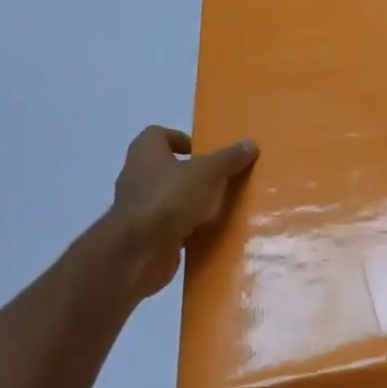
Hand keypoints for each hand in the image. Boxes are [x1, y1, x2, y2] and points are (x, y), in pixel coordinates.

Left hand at [110, 127, 257, 298]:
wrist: (138, 252)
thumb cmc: (170, 198)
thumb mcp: (209, 172)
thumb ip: (229, 158)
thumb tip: (250, 144)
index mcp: (145, 151)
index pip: (159, 135)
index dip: (182, 140)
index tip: (206, 153)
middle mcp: (136, 175)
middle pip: (166, 167)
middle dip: (191, 174)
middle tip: (219, 180)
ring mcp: (137, 207)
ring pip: (168, 198)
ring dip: (189, 203)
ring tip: (219, 208)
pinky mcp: (142, 236)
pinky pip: (168, 226)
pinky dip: (185, 228)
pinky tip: (208, 234)